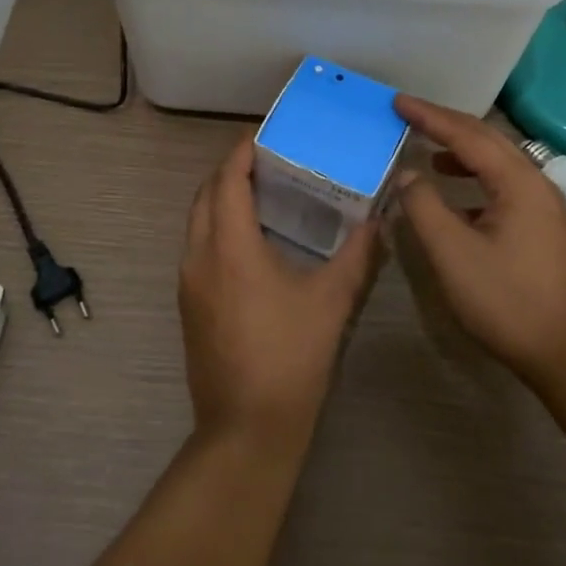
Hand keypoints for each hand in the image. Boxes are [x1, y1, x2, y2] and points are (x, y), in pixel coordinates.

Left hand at [178, 135, 379, 457]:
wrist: (246, 429)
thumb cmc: (290, 357)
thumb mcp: (331, 302)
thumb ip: (357, 255)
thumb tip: (376, 221)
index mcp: (229, 247)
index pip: (227, 181)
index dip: (241, 153)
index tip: (262, 136)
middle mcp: (199, 257)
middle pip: (204, 196)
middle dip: (229, 172)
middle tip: (266, 162)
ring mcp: (188, 283)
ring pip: (196, 223)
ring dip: (220, 201)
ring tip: (261, 195)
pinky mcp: (189, 306)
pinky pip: (197, 248)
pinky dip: (216, 228)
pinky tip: (250, 243)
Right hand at [393, 95, 565, 393]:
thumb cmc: (508, 301)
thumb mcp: (453, 254)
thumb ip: (424, 207)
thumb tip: (409, 174)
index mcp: (518, 182)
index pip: (467, 135)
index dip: (429, 116)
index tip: (397, 102)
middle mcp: (536, 184)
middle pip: (487, 140)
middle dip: (447, 124)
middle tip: (410, 115)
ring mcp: (544, 207)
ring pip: (498, 163)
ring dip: (462, 151)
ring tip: (429, 151)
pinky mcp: (544, 229)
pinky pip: (504, 186)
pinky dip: (475, 179)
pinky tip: (456, 198)